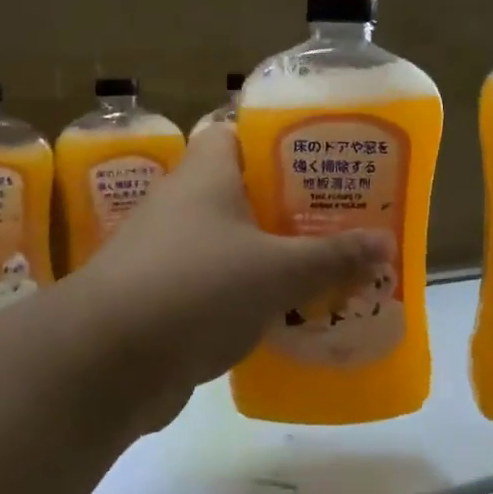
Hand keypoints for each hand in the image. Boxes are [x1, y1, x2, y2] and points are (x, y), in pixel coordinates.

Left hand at [71, 125, 391, 430]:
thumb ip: (332, 257)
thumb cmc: (197, 288)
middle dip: (286, 206)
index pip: (236, 132)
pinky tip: (282, 315)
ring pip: (228, 242)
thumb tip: (386, 243)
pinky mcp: (160, 298)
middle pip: (240, 190)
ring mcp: (165, 252)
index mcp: (205, 175)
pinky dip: (244, 296)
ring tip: (321, 267)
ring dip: (268, 255)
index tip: (320, 157)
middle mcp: (181, 204)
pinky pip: (213, 285)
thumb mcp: (277, 271)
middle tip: (337, 218)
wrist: (106, 361)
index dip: (276, 138)